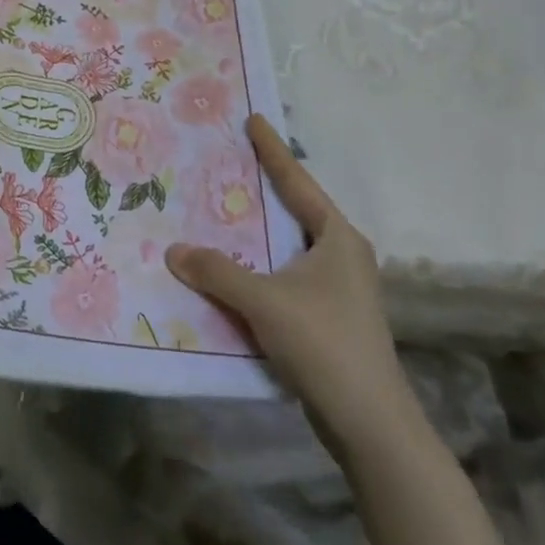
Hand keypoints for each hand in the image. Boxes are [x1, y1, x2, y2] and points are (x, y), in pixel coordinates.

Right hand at [166, 115, 419, 460]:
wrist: (371, 424)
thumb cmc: (324, 344)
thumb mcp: (263, 302)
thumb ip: (216, 272)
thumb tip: (174, 250)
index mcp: (338, 238)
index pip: (298, 182)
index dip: (273, 150)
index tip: (254, 120)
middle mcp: (344, 255)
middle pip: (297, 209)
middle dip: (265, 187)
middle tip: (231, 161)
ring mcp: (340, 288)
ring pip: (291, 245)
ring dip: (260, 231)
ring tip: (224, 210)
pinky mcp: (331, 316)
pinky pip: (288, 274)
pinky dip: (262, 264)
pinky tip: (237, 267)